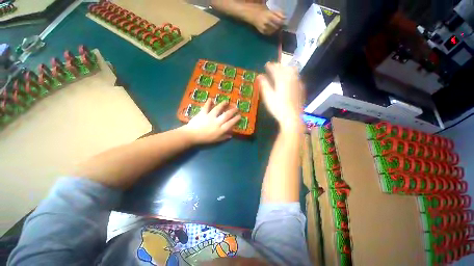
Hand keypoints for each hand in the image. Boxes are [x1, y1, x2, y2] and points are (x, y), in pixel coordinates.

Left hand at [182, 99, 240, 144]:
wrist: (191, 135)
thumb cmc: (204, 139)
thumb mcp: (215, 140)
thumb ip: (223, 137)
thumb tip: (231, 135)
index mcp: (220, 129)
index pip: (230, 123)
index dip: (236, 119)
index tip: (239, 115)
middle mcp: (217, 122)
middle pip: (226, 115)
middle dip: (232, 111)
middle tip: (236, 107)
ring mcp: (210, 116)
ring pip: (218, 109)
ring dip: (223, 104)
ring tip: (226, 101)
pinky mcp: (203, 113)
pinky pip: (206, 107)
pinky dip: (208, 102)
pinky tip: (211, 99)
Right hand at [250, 7, 284, 34]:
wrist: (250, 14)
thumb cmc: (259, 9)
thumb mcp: (269, 9)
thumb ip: (276, 13)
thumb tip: (284, 17)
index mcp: (269, 16)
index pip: (279, 21)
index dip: (283, 21)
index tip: (285, 20)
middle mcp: (267, 23)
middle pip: (277, 27)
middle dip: (280, 25)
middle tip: (281, 23)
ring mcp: (264, 29)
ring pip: (274, 31)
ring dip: (276, 28)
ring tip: (276, 25)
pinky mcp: (262, 32)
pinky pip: (270, 33)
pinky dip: (272, 31)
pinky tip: (271, 28)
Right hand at [257, 62, 302, 128]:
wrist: (292, 117)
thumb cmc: (277, 107)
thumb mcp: (268, 96)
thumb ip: (264, 85)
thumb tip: (259, 76)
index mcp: (282, 79)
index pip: (275, 69)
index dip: (270, 66)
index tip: (266, 64)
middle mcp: (291, 78)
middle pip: (285, 68)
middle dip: (278, 66)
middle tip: (273, 66)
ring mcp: (298, 83)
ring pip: (293, 71)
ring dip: (286, 69)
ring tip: (282, 70)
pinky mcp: (301, 89)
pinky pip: (297, 77)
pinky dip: (292, 75)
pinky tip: (290, 79)